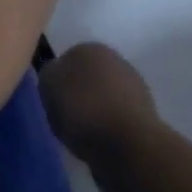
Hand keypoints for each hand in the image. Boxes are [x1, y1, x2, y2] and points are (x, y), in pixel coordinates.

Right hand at [39, 43, 157, 191]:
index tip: (50, 100)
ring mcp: (134, 86)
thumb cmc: (82, 109)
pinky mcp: (144, 113)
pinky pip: (113, 117)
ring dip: (92, 110)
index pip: (64, 60)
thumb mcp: (48, 85)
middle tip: (63, 116)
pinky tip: (97, 140)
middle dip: (76, 94)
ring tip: (79, 133)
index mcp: (89, 48)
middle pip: (85, 77)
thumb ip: (48, 74)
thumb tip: (56, 75)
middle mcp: (115, 59)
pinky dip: (105, 126)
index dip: (56, 81)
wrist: (126, 144)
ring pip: (101, 96)